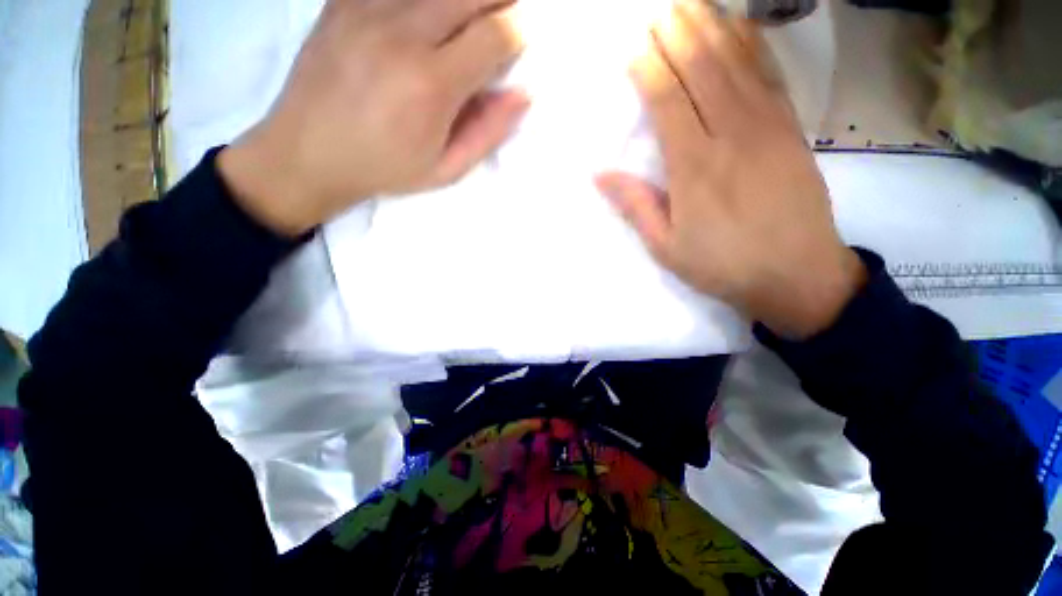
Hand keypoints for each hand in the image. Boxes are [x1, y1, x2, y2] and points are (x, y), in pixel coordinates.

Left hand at [219, 0, 526, 236]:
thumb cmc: (385, 168)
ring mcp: (366, 10)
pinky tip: (424, 19)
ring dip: (461, 1)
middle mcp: (401, 34)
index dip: (517, 33)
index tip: (518, 43)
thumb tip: (523, 94)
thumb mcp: (446, 169)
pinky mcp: (341, 1)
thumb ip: (488, 132)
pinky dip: (420, 0)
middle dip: (498, 0)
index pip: (495, 34)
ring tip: (465, 20)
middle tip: (503, 16)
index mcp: (431, 85)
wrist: (307, 153)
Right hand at [595, 0, 863, 338]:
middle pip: (702, 69)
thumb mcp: (666, 247)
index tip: (633, 45)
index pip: (668, 101)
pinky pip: (770, 76)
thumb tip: (600, 174)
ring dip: (713, 27)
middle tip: (660, 9)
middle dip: (679, 33)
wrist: (797, 275)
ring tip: (693, 3)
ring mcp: (768, 127)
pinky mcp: (791, 131)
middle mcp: (731, 135)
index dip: (649, 68)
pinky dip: (754, 46)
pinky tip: (741, 27)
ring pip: (738, 63)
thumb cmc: (722, 265)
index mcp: (694, 167)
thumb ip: (635, 206)